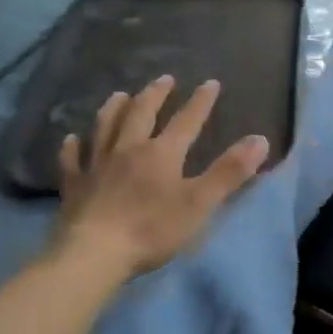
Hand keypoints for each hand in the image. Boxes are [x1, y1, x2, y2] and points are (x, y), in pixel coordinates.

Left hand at [49, 76, 268, 279]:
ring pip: (105, 128)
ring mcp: (97, 166)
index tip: (211, 83)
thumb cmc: (153, 229)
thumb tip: (260, 139)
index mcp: (162, 153)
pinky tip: (71, 139)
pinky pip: (72, 160)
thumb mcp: (201, 202)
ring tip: (120, 95)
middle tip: (164, 79)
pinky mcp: (74, 186)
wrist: (94, 254)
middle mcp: (128, 149)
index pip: (186, 121)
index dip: (200, 102)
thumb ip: (230, 171)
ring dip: (114, 109)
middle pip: (141, 114)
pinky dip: (72, 147)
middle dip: (155, 95)